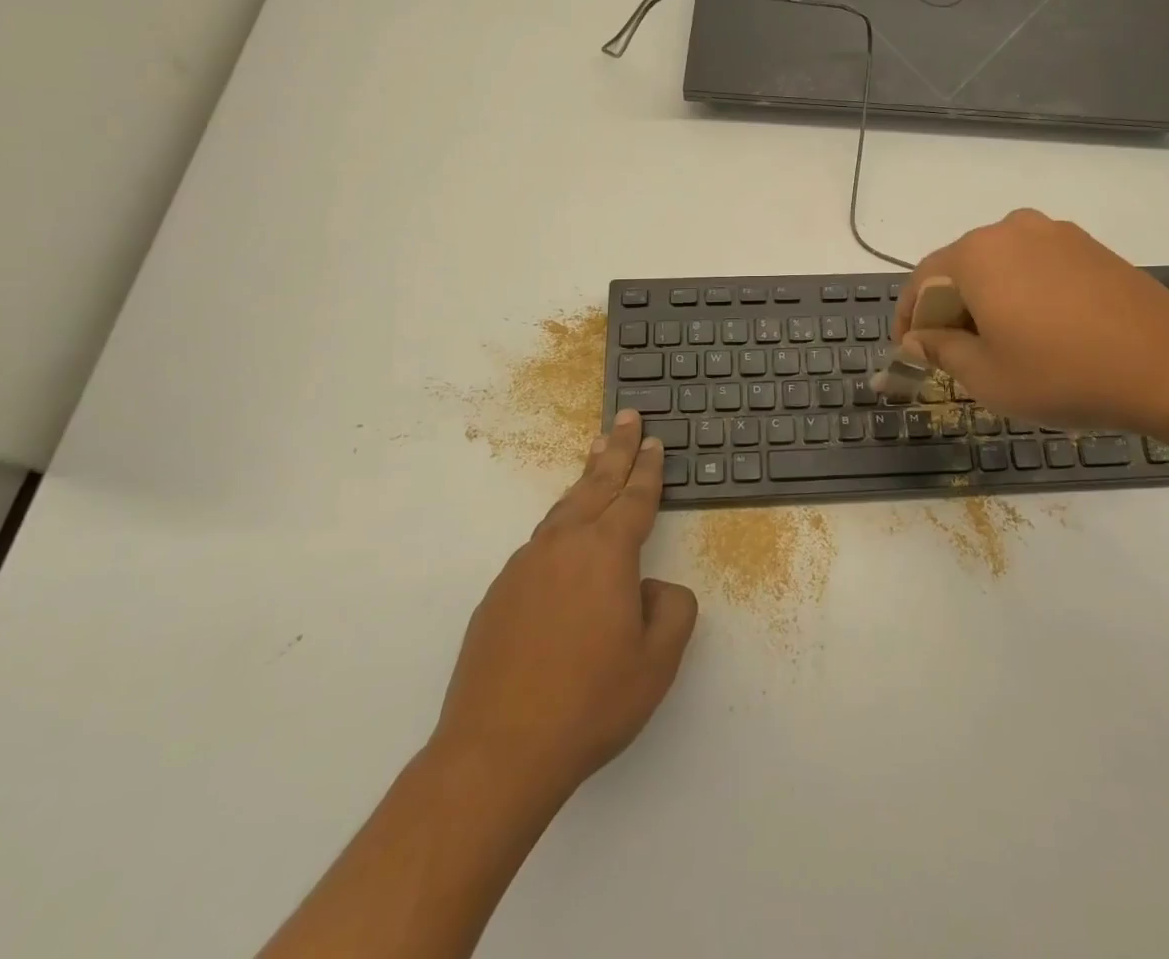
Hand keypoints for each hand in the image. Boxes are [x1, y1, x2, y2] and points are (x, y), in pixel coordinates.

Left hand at [430, 410, 698, 805]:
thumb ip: (672, 609)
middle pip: (596, 484)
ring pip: (563, 509)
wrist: (497, 752)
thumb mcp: (658, 661)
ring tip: (595, 457)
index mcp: (607, 552)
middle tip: (625, 416)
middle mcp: (564, 546)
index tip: (654, 440)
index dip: (648, 467)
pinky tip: (563, 540)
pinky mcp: (498, 595)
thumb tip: (651, 587)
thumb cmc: (590, 702)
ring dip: (585, 480)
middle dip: (615, 449)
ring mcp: (525, 568)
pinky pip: (540, 546)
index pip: (635, 497)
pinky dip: (560, 525)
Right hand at [894, 209, 1168, 433]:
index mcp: (977, 255)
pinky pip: (1035, 265)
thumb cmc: (1063, 374)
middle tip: (953, 353)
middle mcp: (1010, 230)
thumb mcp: (987, 376)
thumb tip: (916, 339)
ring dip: (986, 299)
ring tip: (998, 342)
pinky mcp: (1088, 246)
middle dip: (948, 308)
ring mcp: (1054, 233)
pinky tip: (1040, 328)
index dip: (908, 317)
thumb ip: (940, 350)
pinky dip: (1022, 291)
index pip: (922, 281)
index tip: (908, 351)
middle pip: (960, 268)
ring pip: (999, 264)